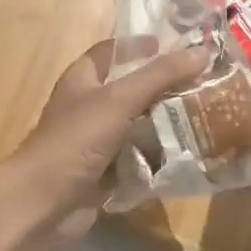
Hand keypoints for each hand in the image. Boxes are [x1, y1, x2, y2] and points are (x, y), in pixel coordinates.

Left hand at [0, 39, 209, 250]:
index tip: (173, 45)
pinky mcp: (106, 173)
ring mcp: (97, 142)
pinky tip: (191, 152)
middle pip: (131, 89)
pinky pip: (139, 159)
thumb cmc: (75, 140)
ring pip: (139, 125)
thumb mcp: (119, 100)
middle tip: (204, 82)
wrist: (43, 204)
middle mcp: (89, 106)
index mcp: (83, 79)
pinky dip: (160, 157)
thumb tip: (202, 51)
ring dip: (166, 123)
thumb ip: (160, 75)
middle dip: (164, 87)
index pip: (112, 51)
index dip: (139, 46)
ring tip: (207, 115)